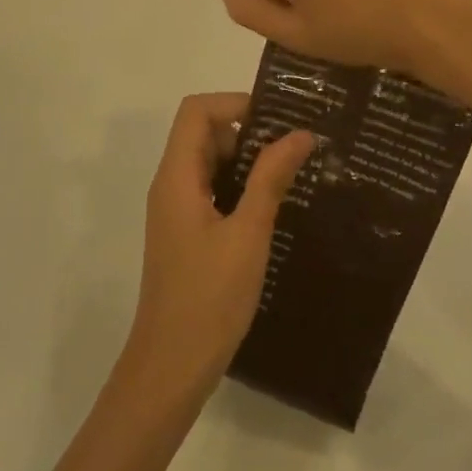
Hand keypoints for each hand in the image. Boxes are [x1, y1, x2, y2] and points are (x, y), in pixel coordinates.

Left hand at [125, 93, 312, 397]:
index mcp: (177, 176)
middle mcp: (170, 184)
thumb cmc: (209, 298)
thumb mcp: (248, 233)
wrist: (171, 367)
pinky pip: (210, 191)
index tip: (278, 121)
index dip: (235, 104)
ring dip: (246, 163)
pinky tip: (272, 209)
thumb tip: (300, 133)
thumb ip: (271, 178)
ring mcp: (175, 210)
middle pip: (203, 133)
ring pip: (209, 163)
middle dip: (247, 133)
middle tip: (294, 150)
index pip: (196, 111)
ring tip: (292, 176)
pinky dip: (239, 188)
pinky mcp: (185, 233)